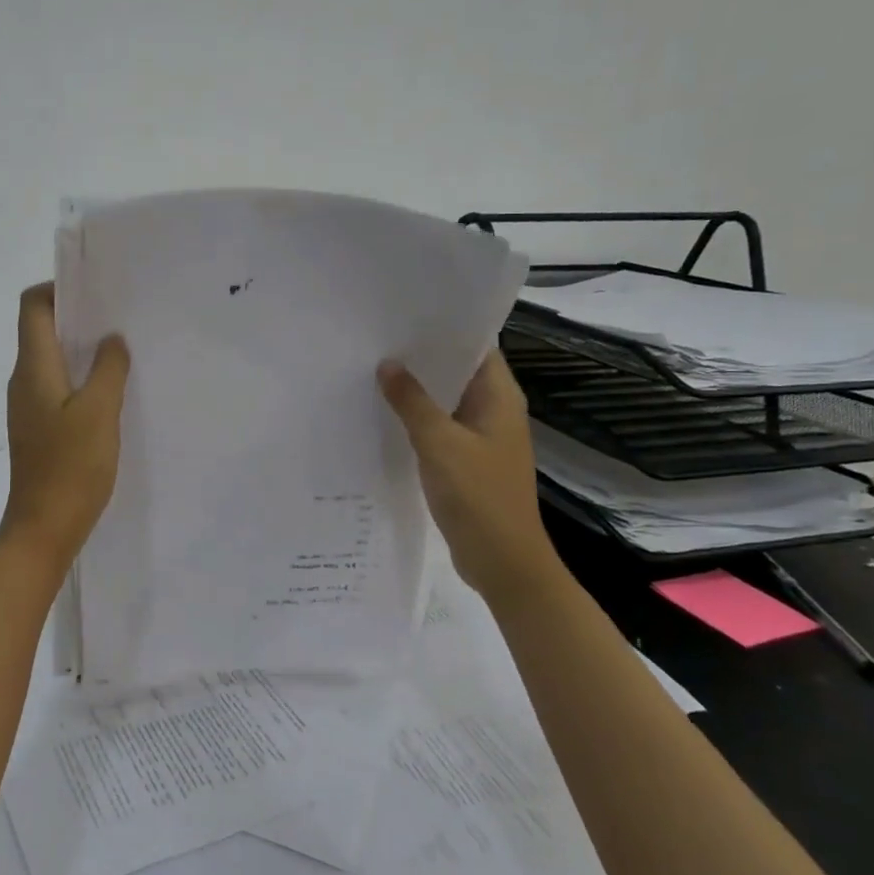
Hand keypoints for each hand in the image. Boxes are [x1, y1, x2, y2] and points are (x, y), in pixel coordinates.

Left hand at [0, 284, 130, 563]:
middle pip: (41, 330)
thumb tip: (112, 339)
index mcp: (33, 368)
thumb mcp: (100, 413)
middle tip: (119, 317)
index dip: (58, 288)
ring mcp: (28, 407)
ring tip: (121, 350)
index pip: (32, 306)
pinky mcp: (39, 428)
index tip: (96, 291)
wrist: (43, 529)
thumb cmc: (71, 468)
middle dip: (77, 316)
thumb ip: (108, 369)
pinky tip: (110, 391)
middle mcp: (23, 381)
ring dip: (82, 349)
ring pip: (52, 360)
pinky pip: (58, 387)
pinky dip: (80, 378)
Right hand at [378, 350, 559, 602]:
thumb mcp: (440, 444)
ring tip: (371, 370)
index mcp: (499, 398)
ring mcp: (479, 437)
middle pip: (456, 372)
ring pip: (444, 402)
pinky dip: (415, 420)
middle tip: (376, 339)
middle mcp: (493, 411)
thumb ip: (412, 403)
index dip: (445, 329)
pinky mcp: (465, 461)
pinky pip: (438, 429)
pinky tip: (382, 415)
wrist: (502, 560)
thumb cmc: (478, 496)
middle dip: (421, 358)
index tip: (405, 314)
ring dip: (415, 390)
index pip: (476, 347)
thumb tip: (387, 364)